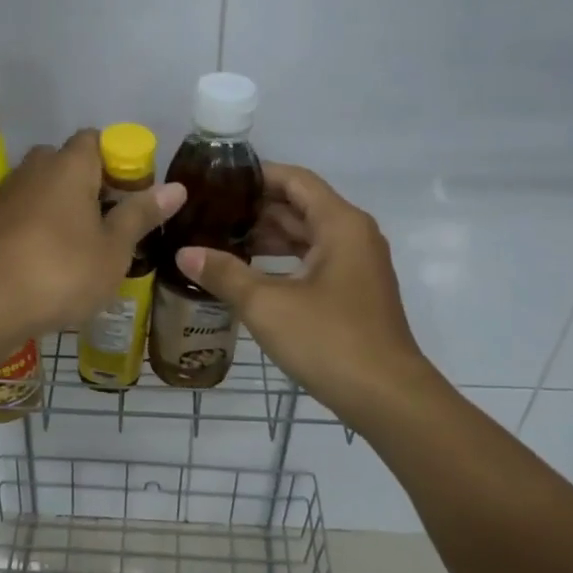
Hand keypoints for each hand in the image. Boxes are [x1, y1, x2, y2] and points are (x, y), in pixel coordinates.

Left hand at [0, 130, 186, 336]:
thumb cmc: (63, 270)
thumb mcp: (114, 249)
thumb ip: (141, 215)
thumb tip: (176, 187)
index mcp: (70, 165)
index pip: (95, 139)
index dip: (117, 158)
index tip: (132, 191)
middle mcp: (36, 169)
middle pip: (66, 162)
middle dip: (88, 183)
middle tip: (110, 218)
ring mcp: (9, 196)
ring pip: (43, 189)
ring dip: (62, 207)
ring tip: (84, 243)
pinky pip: (25, 213)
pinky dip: (40, 227)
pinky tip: (52, 260)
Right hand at [174, 164, 433, 422]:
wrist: (387, 398)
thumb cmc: (329, 340)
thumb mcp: (267, 304)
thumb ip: (224, 273)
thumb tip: (184, 253)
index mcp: (340, 224)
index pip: (294, 180)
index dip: (256, 175)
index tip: (216, 181)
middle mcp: (353, 236)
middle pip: (300, 207)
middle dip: (255, 209)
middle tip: (208, 213)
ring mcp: (356, 266)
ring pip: (306, 237)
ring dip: (267, 237)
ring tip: (219, 241)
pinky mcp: (353, 293)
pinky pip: (313, 262)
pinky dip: (282, 261)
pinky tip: (249, 275)